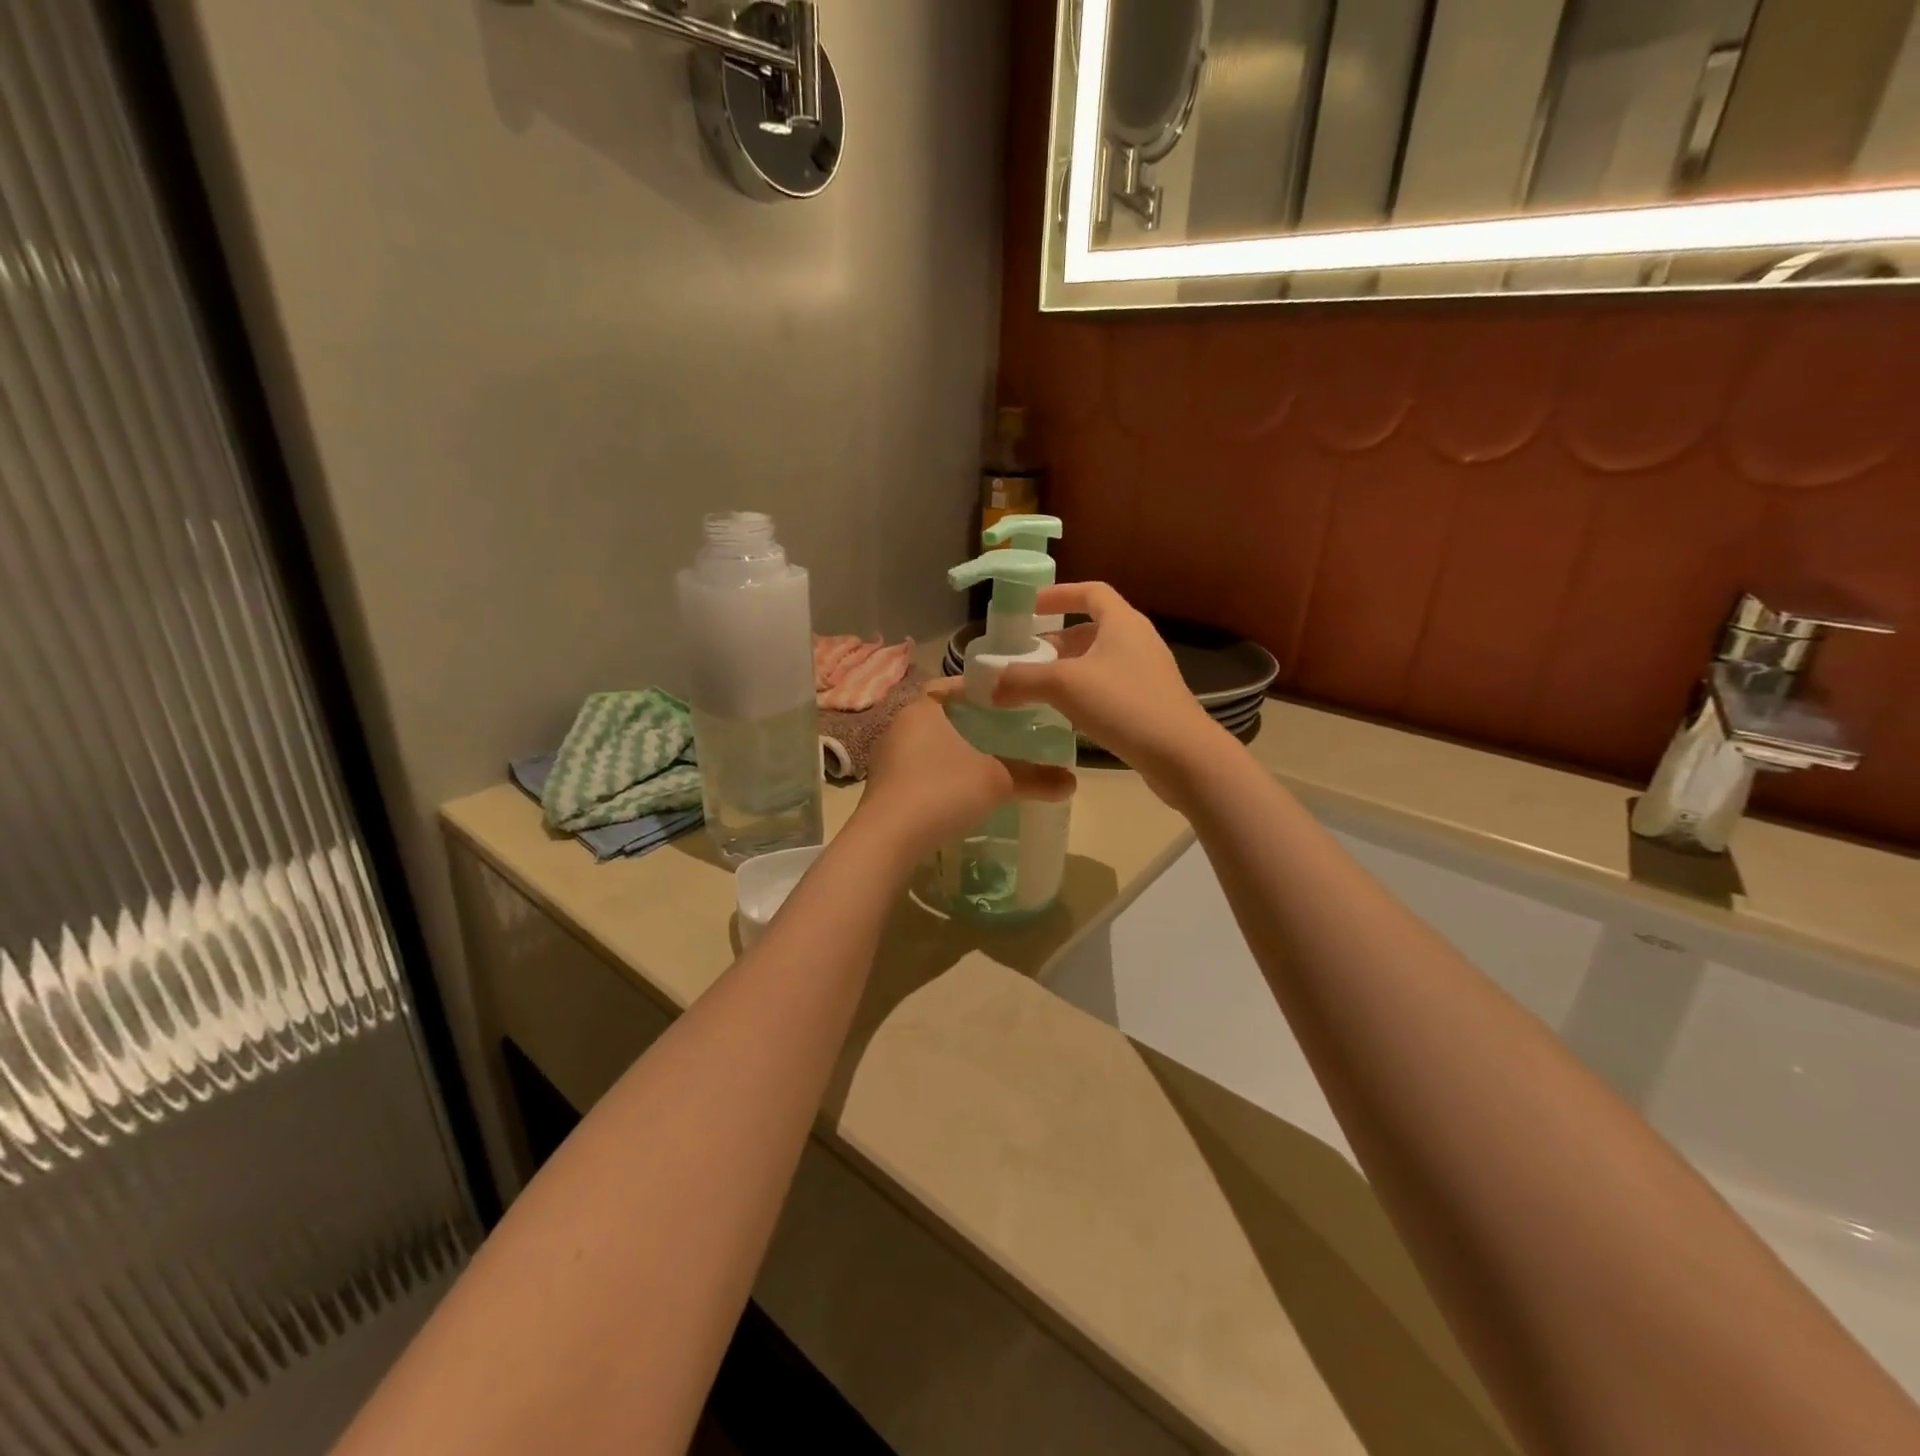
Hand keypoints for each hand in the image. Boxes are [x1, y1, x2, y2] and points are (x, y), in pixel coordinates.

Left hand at [853, 688, 1074, 862]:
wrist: (887, 840)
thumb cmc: (942, 792)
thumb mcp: (996, 782)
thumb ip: (1034, 778)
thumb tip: (1072, 782)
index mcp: (921, 710)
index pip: (946, 686)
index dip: (973, 690)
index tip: (999, 700)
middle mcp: (897, 728)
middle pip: (936, 716)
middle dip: (964, 723)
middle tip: (998, 732)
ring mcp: (885, 760)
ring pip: (923, 746)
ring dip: (948, 752)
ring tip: (982, 763)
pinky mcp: (881, 790)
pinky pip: (914, 772)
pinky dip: (935, 776)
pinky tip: (956, 794)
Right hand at [993, 582, 1222, 800]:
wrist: (1181, 755)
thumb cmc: (1123, 704)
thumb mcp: (1064, 686)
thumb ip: (1022, 680)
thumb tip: (990, 684)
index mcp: (1123, 622)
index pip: (1091, 592)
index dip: (1059, 594)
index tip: (1030, 607)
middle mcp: (1138, 640)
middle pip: (1093, 628)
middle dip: (1057, 639)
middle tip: (1027, 656)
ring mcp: (1148, 673)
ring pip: (1100, 660)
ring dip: (1069, 668)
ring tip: (1039, 687)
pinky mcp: (1150, 702)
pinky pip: (1110, 686)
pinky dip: (1084, 691)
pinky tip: (1066, 714)